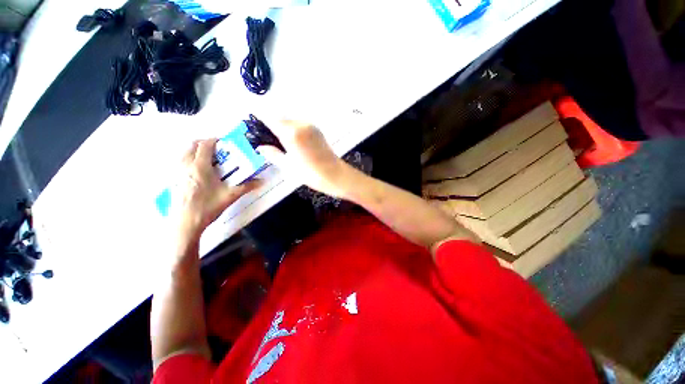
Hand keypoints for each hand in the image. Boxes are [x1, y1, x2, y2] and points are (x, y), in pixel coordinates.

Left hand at [173, 139, 260, 245]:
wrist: (185, 223)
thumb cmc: (208, 207)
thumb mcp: (230, 196)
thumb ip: (247, 186)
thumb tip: (262, 181)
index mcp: (200, 166)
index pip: (205, 145)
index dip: (215, 140)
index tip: (224, 142)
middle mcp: (186, 165)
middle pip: (191, 145)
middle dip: (204, 143)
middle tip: (217, 149)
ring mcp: (177, 172)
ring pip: (184, 152)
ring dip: (195, 150)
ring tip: (208, 158)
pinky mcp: (173, 180)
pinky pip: (180, 161)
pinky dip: (189, 159)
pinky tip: (198, 171)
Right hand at [256, 120, 349, 197]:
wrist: (335, 175)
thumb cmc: (311, 174)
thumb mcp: (288, 166)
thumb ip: (272, 153)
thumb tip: (260, 147)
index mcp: (291, 132)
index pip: (269, 118)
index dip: (260, 122)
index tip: (256, 129)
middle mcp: (301, 124)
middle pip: (280, 118)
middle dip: (272, 126)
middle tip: (269, 140)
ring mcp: (311, 126)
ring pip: (291, 121)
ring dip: (283, 128)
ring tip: (282, 144)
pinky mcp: (317, 130)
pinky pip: (300, 125)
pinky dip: (293, 130)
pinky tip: (294, 144)